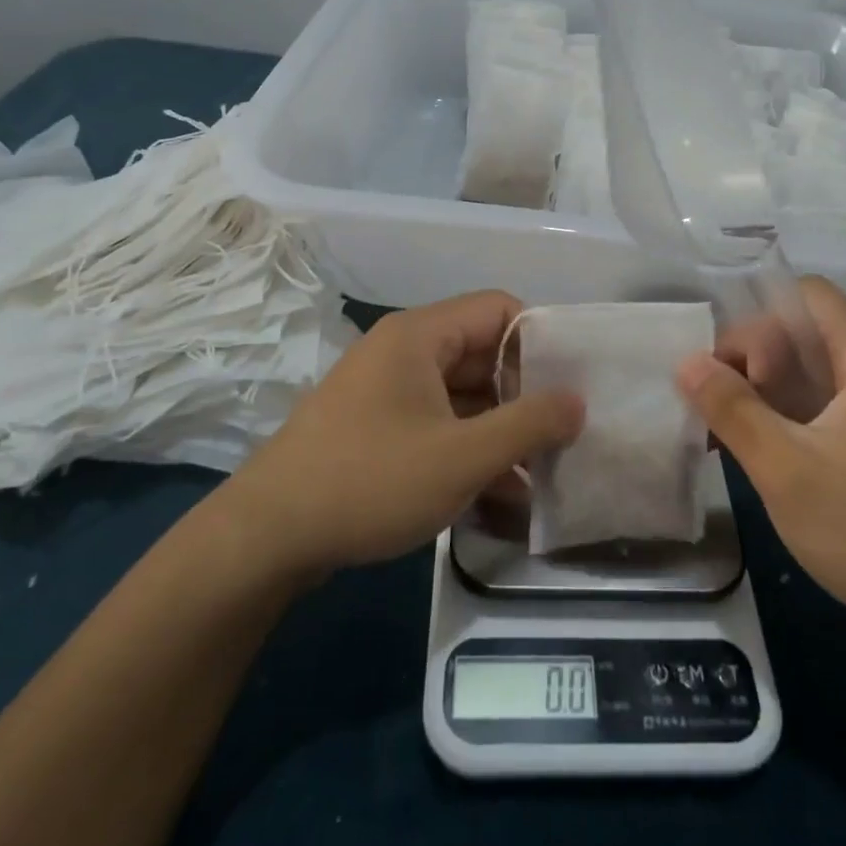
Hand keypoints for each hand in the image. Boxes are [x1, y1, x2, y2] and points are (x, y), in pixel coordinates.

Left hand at [218, 292, 583, 578]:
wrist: (267, 536)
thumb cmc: (370, 481)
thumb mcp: (462, 457)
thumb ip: (528, 425)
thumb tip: (577, 401)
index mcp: (420, 335)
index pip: (498, 309)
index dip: (539, 341)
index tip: (568, 387)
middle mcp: (402, 352)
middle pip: (482, 353)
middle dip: (523, 395)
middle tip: (562, 436)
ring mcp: (385, 391)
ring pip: (461, 396)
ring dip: (499, 432)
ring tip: (538, 477)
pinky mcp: (375, 428)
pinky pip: (436, 424)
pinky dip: (467, 450)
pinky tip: (497, 497)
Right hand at [678, 277, 845, 639]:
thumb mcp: (785, 470)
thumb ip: (732, 409)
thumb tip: (687, 362)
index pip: (809, 296)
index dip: (759, 317)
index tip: (727, 365)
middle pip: (812, 331)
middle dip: (758, 358)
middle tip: (722, 407)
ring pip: (822, 369)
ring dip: (773, 389)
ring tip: (732, 429)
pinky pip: (838, 402)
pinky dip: (798, 412)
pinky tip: (768, 448)